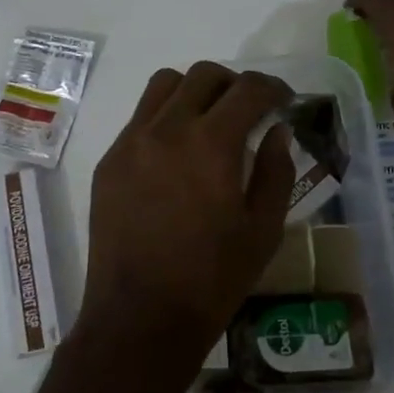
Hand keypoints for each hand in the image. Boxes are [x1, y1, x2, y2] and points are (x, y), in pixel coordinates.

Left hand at [78, 62, 295, 361]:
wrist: (140, 317)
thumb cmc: (212, 279)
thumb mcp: (263, 229)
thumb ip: (275, 170)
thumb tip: (276, 132)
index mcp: (211, 144)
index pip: (248, 89)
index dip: (273, 88)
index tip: (284, 101)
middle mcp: (167, 129)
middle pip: (204, 75)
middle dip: (234, 84)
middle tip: (249, 110)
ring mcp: (131, 142)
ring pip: (164, 85)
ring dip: (195, 91)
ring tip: (209, 121)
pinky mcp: (110, 161)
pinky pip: (140, 117)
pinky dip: (165, 117)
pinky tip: (176, 153)